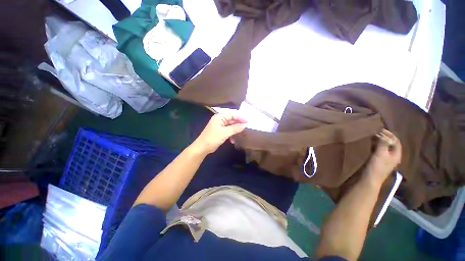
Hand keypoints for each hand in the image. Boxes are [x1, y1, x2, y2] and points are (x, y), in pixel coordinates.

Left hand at [192, 113, 246, 154]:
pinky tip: (233, 140)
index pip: (232, 114)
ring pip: (230, 126)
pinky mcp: (219, 132)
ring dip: (235, 130)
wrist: (202, 147)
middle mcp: (219, 120)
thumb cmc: (213, 138)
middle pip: (231, 120)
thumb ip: (235, 128)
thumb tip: (243, 125)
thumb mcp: (225, 133)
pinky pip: (227, 131)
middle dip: (238, 124)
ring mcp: (219, 126)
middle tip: (246, 127)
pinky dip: (231, 135)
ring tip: (240, 134)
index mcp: (219, 117)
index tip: (247, 121)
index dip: (240, 117)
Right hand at [363, 129, 401, 185]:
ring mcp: (386, 159)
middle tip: (375, 132)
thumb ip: (383, 143)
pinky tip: (370, 145)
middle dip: (384, 137)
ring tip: (372, 137)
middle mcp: (393, 156)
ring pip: (385, 147)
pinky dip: (376, 146)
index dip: (390, 134)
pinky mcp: (379, 161)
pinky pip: (379, 150)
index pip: (396, 141)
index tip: (380, 129)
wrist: (370, 179)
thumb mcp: (381, 154)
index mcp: (396, 154)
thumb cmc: (377, 166)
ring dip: (379, 141)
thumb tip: (383, 133)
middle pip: (391, 144)